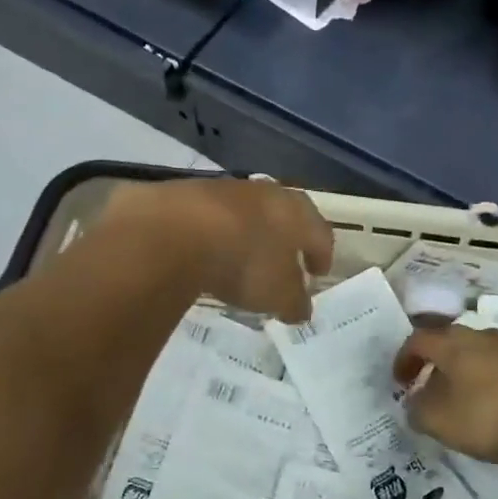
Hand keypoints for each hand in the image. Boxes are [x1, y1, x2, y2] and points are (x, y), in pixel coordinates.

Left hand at [102, 178, 331, 322]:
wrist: (176, 231)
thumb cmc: (245, 263)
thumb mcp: (277, 295)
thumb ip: (294, 303)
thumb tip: (301, 309)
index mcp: (298, 213)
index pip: (320, 232)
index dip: (321, 254)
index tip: (317, 274)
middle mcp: (267, 193)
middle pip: (285, 214)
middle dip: (287, 238)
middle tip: (284, 262)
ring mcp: (227, 189)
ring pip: (249, 211)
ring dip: (250, 232)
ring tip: (243, 258)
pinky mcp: (190, 192)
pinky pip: (213, 215)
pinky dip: (217, 232)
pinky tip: (209, 251)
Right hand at [393, 322, 497, 471]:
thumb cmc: (488, 416)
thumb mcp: (440, 422)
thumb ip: (418, 411)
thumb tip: (413, 403)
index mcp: (453, 343)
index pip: (418, 340)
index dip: (403, 359)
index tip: (399, 382)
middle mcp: (482, 336)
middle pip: (450, 343)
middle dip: (435, 365)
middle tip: (428, 389)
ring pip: (478, 356)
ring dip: (464, 374)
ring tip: (461, 402)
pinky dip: (490, 384)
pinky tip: (494, 409)